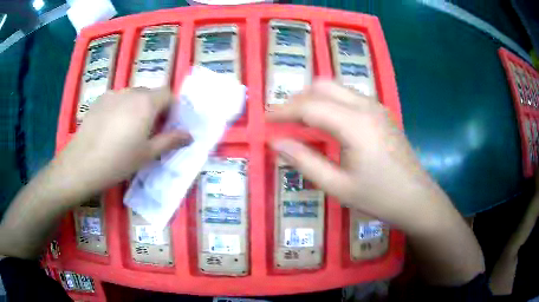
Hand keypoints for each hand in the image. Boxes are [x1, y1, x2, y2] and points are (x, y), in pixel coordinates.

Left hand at [52, 87, 190, 198]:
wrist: (82, 163)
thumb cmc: (119, 161)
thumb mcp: (148, 154)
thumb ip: (170, 141)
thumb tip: (189, 135)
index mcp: (146, 103)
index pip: (168, 93)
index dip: (171, 108)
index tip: (166, 126)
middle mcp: (131, 92)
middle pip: (150, 93)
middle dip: (154, 108)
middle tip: (148, 131)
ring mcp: (113, 93)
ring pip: (133, 95)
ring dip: (137, 108)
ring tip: (127, 130)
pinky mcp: (99, 100)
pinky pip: (117, 99)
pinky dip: (121, 108)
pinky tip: (111, 128)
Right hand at [269, 81, 451, 230]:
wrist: (417, 199)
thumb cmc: (379, 197)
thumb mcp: (338, 186)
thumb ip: (304, 162)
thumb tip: (275, 143)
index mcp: (354, 124)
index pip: (310, 106)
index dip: (284, 111)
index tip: (266, 119)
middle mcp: (366, 107)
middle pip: (323, 87)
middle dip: (298, 98)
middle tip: (283, 119)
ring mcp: (376, 107)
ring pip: (337, 88)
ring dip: (314, 98)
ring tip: (299, 119)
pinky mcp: (382, 113)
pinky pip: (349, 96)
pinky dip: (331, 102)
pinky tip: (327, 121)